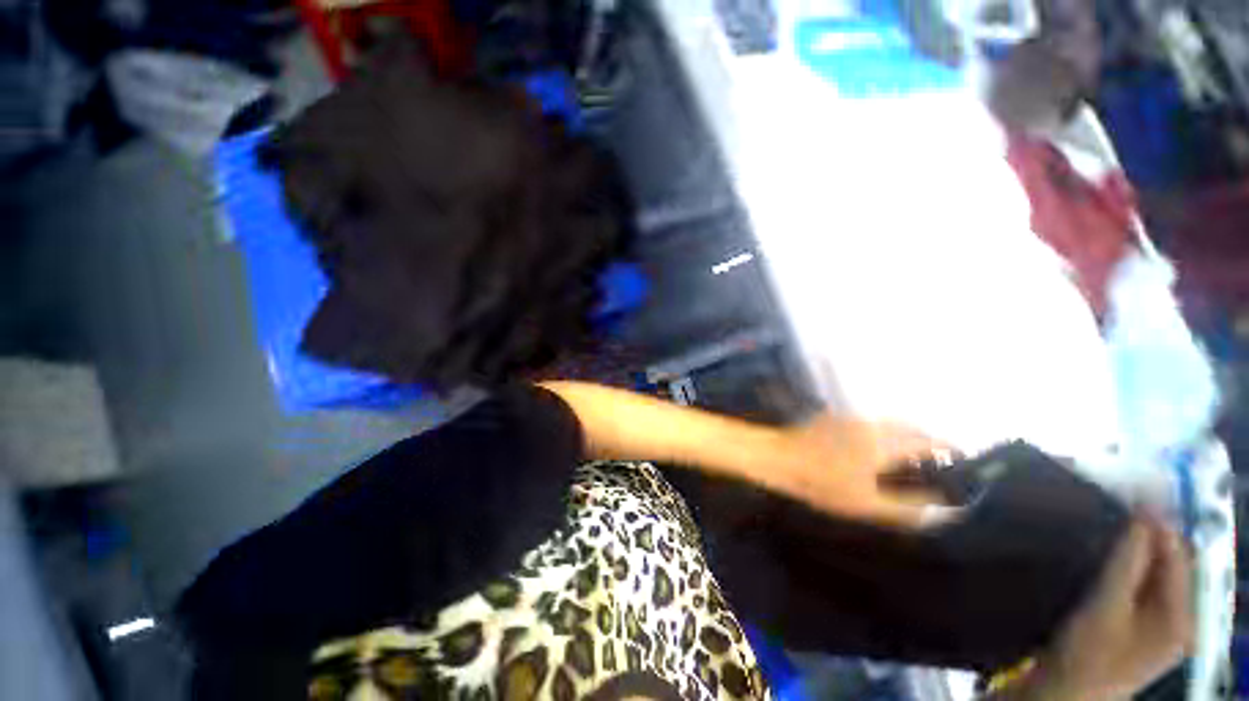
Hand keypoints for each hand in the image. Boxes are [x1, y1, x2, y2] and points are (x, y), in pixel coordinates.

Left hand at [774, 410, 949, 528]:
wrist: (778, 457)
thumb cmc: (821, 482)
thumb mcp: (865, 503)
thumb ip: (907, 508)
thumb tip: (944, 512)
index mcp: (882, 442)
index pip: (925, 441)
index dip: (947, 448)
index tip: (962, 457)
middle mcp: (869, 424)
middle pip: (908, 427)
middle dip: (928, 439)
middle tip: (938, 457)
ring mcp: (848, 418)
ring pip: (888, 422)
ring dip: (906, 433)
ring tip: (912, 453)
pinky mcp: (832, 418)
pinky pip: (869, 421)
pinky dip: (884, 430)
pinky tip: (877, 446)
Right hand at [1020, 515, 1192, 699]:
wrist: (1061, 693)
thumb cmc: (1087, 653)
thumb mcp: (1106, 606)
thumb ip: (1129, 561)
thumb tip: (1143, 514)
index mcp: (1182, 618)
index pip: (1179, 556)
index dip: (1160, 522)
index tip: (1136, 491)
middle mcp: (1179, 619)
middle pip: (1170, 565)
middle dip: (1149, 535)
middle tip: (1119, 507)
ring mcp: (1158, 626)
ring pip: (1154, 574)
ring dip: (1136, 549)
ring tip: (1111, 526)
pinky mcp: (1138, 628)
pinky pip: (1140, 586)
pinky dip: (1127, 566)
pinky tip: (1107, 556)